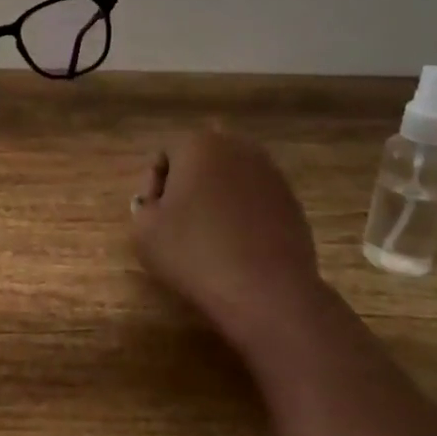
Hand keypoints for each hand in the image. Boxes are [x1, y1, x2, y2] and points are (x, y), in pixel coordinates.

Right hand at [128, 130, 320, 347]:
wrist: (266, 291)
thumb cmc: (194, 253)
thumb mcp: (144, 231)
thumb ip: (143, 205)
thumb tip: (158, 202)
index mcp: (198, 144)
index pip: (165, 156)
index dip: (154, 188)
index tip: (155, 218)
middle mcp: (237, 148)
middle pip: (202, 161)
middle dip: (190, 184)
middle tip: (180, 222)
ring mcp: (271, 174)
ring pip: (232, 178)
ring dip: (219, 198)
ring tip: (210, 237)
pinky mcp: (292, 201)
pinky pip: (256, 200)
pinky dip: (244, 214)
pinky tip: (238, 246)